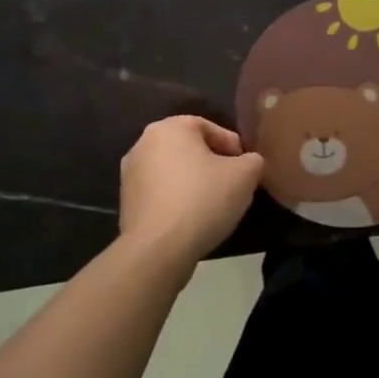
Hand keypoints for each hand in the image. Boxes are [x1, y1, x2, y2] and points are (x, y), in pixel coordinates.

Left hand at [118, 116, 263, 263]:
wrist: (158, 250)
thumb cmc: (203, 199)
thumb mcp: (245, 175)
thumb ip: (253, 160)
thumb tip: (249, 163)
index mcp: (170, 127)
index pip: (210, 128)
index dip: (233, 147)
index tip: (245, 168)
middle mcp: (143, 143)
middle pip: (189, 148)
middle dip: (212, 163)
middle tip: (232, 184)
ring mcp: (129, 174)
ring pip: (173, 171)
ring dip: (193, 182)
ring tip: (213, 204)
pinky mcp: (125, 203)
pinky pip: (160, 193)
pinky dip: (177, 200)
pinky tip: (192, 219)